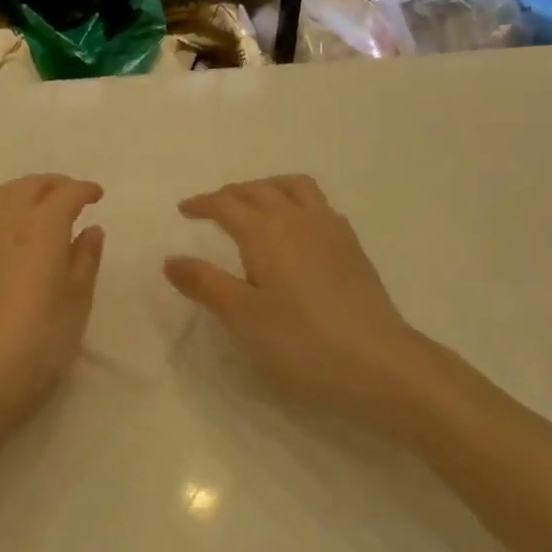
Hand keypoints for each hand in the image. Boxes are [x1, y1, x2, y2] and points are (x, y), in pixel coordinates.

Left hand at [0, 175, 105, 443]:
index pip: (64, 194)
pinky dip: (1, 215)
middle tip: (71, 194)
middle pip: (28, 186)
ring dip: (23, 191)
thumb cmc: (38, 342)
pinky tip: (9, 237)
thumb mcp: (76, 304)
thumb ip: (85, 261)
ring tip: (39, 206)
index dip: (83, 190)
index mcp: (41, 228)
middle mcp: (6, 223)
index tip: (97, 194)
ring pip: (0, 197)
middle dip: (52, 184)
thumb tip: (91, 230)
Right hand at [164, 176, 432, 420]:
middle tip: (212, 209)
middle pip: (259, 189)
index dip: (202, 203)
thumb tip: (170, 259)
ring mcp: (330, 229)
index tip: (183, 210)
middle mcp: (297, 219)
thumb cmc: (302, 343)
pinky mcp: (352, 247)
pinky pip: (319, 205)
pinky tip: (297, 229)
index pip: (226, 204)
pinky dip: (297, 202)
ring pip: (294, 187)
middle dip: (231, 193)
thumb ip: (205, 284)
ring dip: (267, 187)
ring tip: (255, 204)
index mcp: (265, 232)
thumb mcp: (243, 318)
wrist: (381, 364)